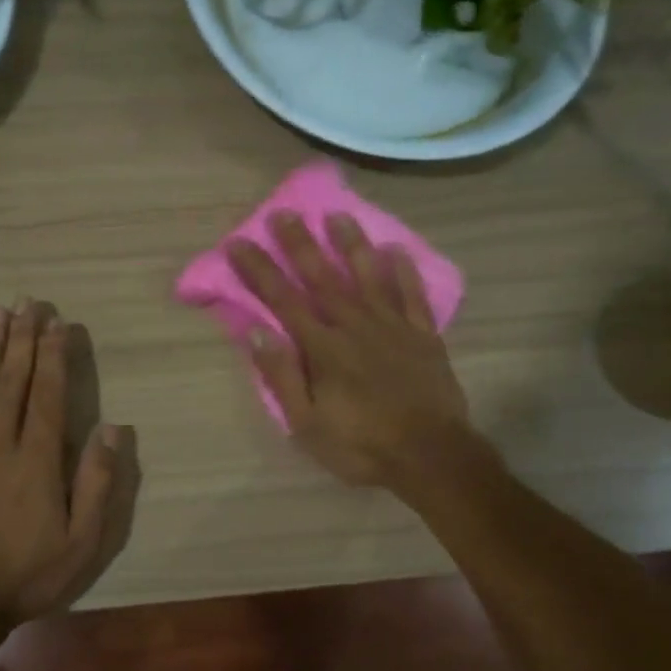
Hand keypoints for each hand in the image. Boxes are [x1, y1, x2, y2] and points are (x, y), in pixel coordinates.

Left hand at [0, 300, 139, 629]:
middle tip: (26, 302)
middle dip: (21, 339)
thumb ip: (97, 482)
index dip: (53, 355)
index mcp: (36, 461)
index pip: (46, 395)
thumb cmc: (27, 574)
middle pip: (11, 381)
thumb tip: (112, 428)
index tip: (57, 322)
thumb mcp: (82, 540)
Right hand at [228, 212, 472, 489]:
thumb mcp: (307, 425)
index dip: (259, 270)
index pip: (283, 300)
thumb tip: (257, 332)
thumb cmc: (362, 446)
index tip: (239, 242)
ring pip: (369, 276)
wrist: (431, 457)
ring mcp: (394, 327)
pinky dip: (404, 271)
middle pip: (323, 277)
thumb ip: (282, 377)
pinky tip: (396, 250)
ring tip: (338, 216)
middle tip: (284, 213)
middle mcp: (356, 326)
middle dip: (300, 244)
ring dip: (352, 245)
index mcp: (323, 349)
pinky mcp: (424, 336)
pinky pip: (412, 295)